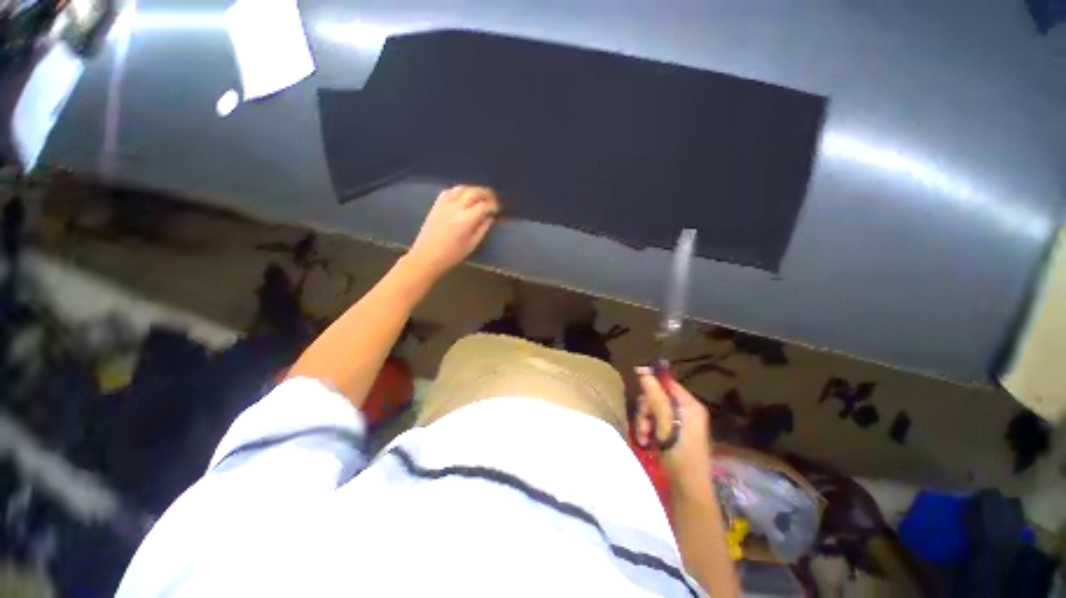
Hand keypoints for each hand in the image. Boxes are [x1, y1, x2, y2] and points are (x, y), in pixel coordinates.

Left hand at [407, 186, 499, 277]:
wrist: (427, 256)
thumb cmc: (452, 254)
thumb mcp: (472, 244)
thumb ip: (483, 228)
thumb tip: (490, 216)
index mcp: (466, 220)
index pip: (484, 205)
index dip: (493, 205)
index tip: (497, 210)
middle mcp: (455, 208)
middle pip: (474, 192)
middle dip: (486, 193)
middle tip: (493, 199)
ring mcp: (444, 204)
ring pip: (462, 188)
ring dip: (474, 189)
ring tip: (481, 196)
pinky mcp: (436, 204)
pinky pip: (450, 191)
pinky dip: (460, 190)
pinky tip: (464, 196)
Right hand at [635, 367, 712, 492]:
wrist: (688, 490)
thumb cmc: (680, 456)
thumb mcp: (666, 425)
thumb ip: (656, 399)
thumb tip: (646, 375)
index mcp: (690, 405)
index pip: (668, 383)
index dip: (652, 378)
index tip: (635, 374)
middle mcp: (686, 410)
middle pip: (658, 397)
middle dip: (646, 409)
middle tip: (643, 424)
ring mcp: (680, 422)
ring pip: (653, 410)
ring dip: (644, 421)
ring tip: (643, 437)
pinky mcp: (674, 432)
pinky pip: (655, 422)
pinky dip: (648, 429)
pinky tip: (645, 441)